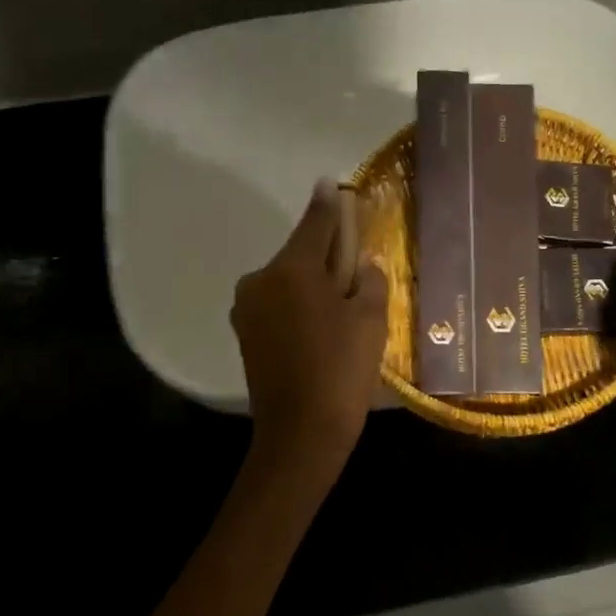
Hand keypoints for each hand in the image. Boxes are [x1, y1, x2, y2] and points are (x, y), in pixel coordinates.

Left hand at [232, 179, 388, 470]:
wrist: (301, 433)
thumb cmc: (342, 370)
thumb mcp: (371, 320)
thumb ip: (369, 279)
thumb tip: (362, 263)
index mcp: (292, 269)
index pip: (316, 223)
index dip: (330, 204)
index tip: (332, 182)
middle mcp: (261, 279)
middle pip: (300, 253)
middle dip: (327, 253)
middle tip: (355, 265)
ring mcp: (247, 307)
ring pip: (287, 280)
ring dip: (312, 282)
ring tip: (341, 306)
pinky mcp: (244, 332)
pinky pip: (277, 303)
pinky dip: (298, 304)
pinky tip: (320, 325)